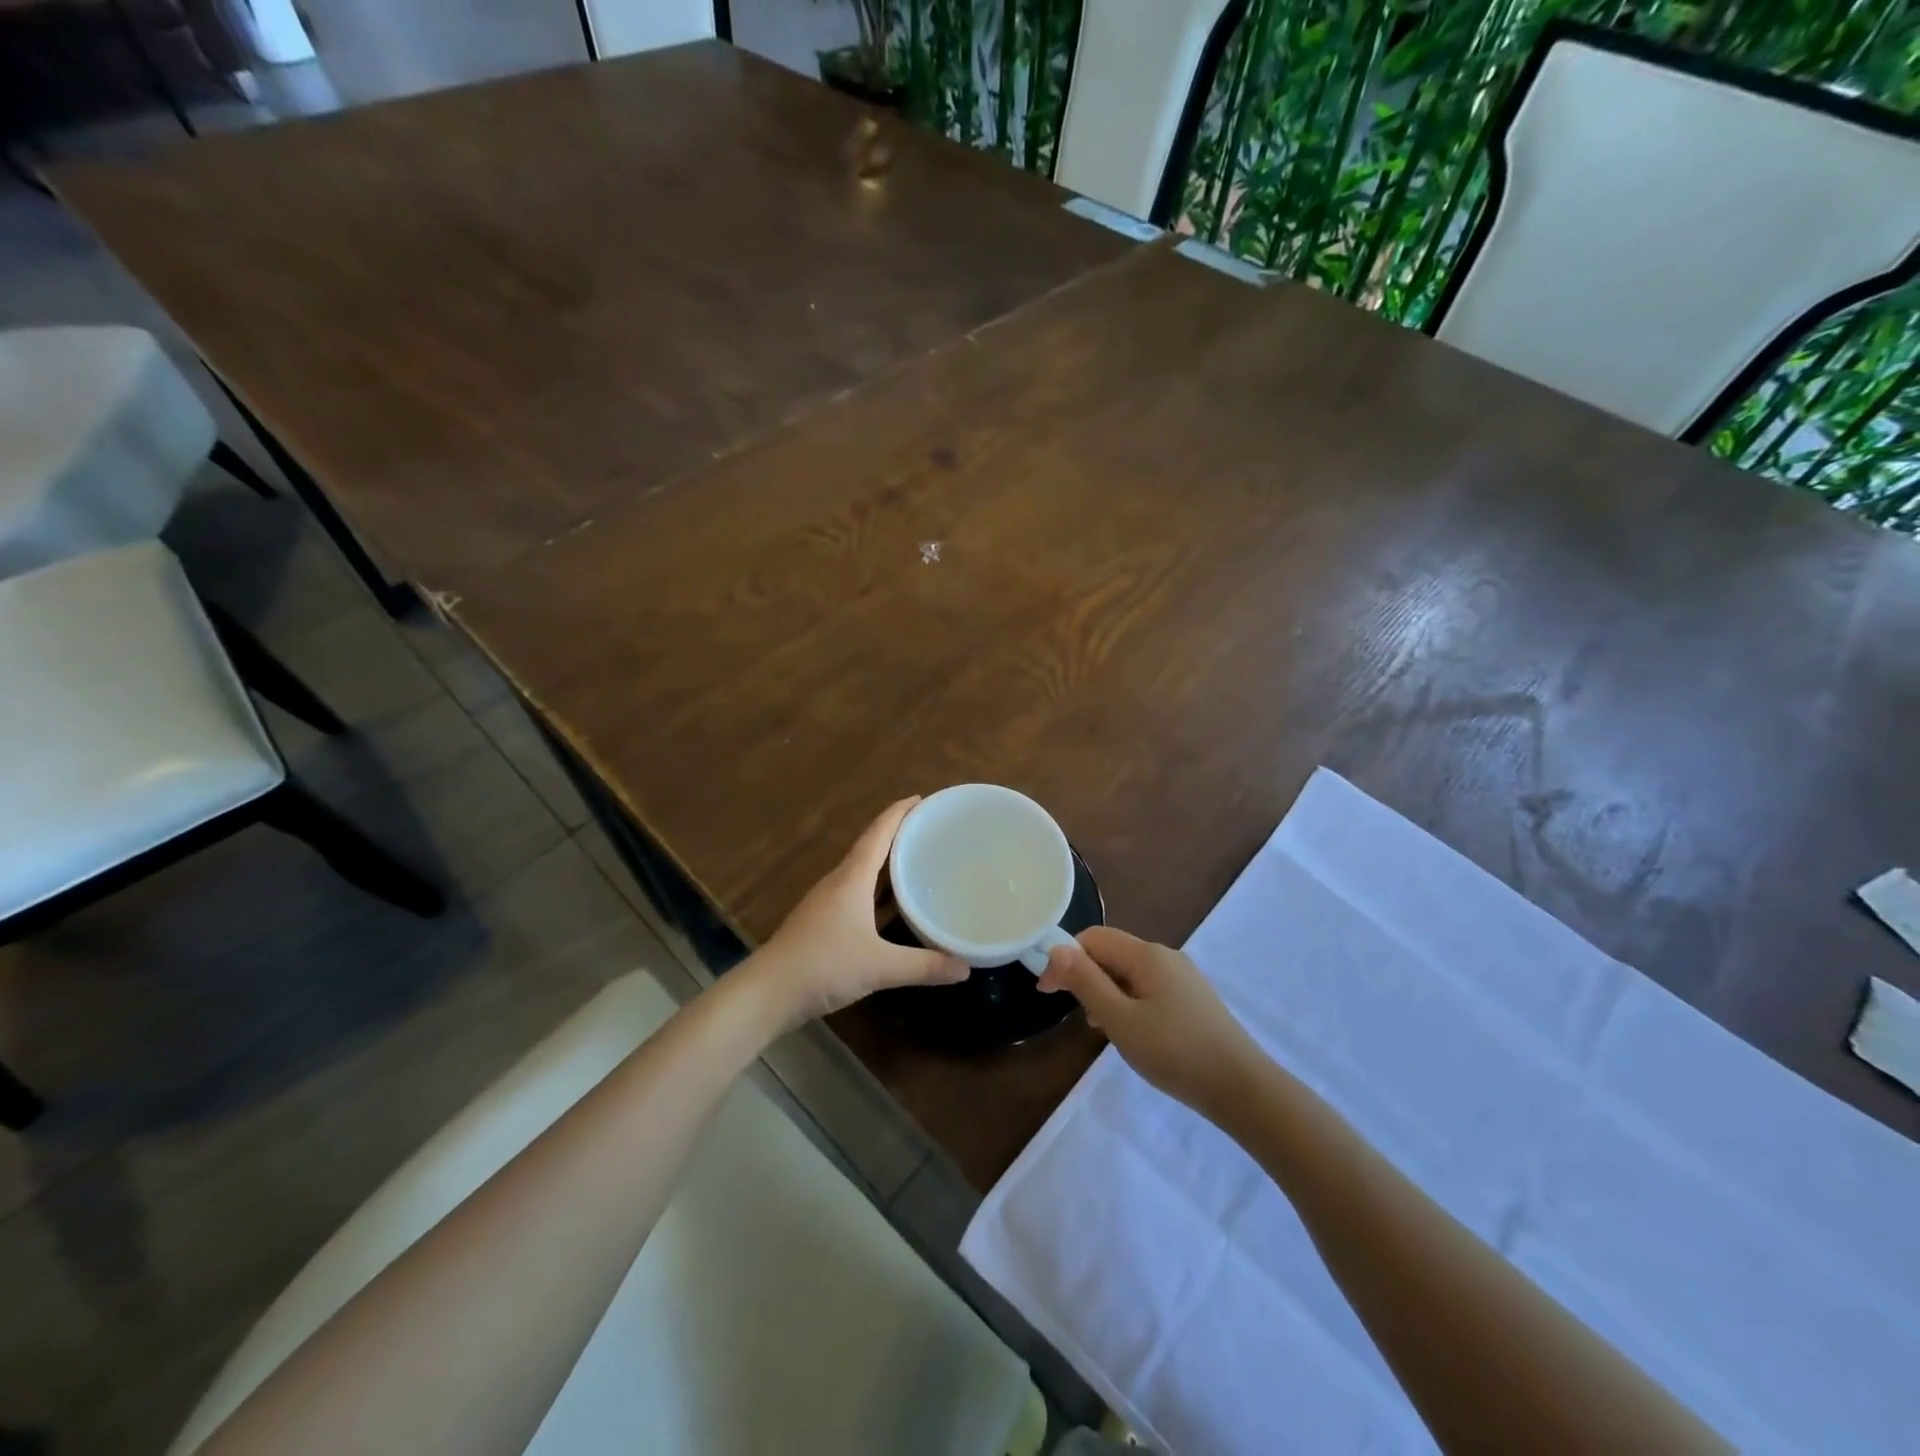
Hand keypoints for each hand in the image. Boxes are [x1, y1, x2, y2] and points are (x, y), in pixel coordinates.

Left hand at [751, 798, 967, 1027]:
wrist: (768, 992)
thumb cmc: (823, 966)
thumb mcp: (879, 967)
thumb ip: (924, 966)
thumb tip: (966, 967)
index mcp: (852, 878)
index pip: (879, 833)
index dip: (899, 812)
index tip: (922, 799)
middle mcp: (839, 882)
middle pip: (871, 846)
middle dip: (898, 833)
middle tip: (930, 829)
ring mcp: (827, 902)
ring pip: (862, 871)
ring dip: (887, 861)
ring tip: (917, 859)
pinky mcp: (822, 921)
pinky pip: (857, 892)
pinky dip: (878, 889)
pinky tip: (893, 905)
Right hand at [1038, 926, 1264, 1117]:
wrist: (1242, 1089)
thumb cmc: (1175, 1052)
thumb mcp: (1120, 1020)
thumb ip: (1086, 982)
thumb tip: (1056, 949)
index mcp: (1147, 955)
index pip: (1093, 938)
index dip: (1065, 959)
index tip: (1047, 993)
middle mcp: (1165, 956)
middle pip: (1112, 952)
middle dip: (1087, 977)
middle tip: (1079, 1016)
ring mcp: (1183, 977)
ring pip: (1129, 973)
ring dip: (1107, 993)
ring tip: (1106, 1030)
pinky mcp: (1193, 998)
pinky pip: (1149, 988)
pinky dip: (1130, 1003)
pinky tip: (1134, 1034)